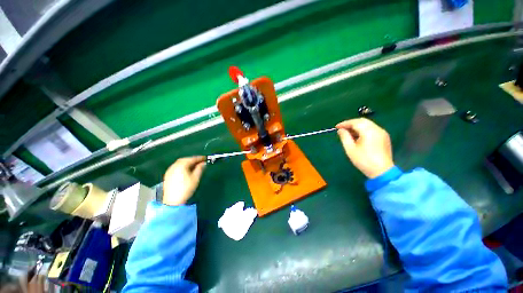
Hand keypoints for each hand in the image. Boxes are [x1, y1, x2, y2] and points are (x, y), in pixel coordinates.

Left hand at [163, 156, 205, 205]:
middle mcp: (174, 166)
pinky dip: (182, 166)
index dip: (199, 158)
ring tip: (194, 165)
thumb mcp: (195, 178)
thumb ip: (200, 168)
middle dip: (193, 159)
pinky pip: (176, 167)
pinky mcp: (168, 175)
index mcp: (181, 165)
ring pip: (179, 163)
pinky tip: (186, 170)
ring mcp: (170, 170)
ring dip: (187, 162)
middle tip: (200, 161)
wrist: (173, 201)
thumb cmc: (186, 188)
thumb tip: (203, 163)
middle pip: (184, 159)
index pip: (191, 159)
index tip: (205, 158)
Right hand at [336, 118, 393, 178]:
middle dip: (351, 123)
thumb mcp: (350, 149)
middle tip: (342, 129)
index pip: (355, 122)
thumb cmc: (364, 160)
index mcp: (369, 131)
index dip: (345, 123)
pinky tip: (358, 136)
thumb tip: (340, 130)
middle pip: (362, 121)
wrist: (382, 171)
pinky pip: (372, 129)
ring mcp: (382, 133)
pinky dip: (363, 129)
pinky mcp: (384, 137)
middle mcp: (377, 129)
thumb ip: (344, 137)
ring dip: (357, 126)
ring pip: (368, 124)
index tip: (336, 127)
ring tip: (348, 133)